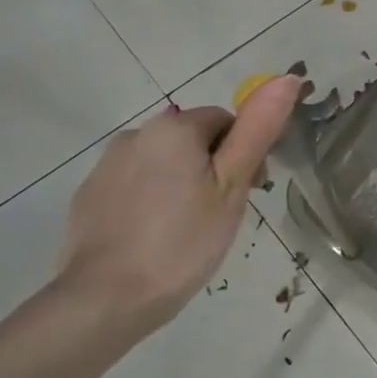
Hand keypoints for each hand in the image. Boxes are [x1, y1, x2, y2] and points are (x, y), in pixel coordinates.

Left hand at [56, 76, 301, 331]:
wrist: (105, 299)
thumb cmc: (182, 241)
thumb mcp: (231, 186)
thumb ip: (257, 131)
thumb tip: (287, 78)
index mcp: (174, 128)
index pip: (225, 121)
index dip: (245, 153)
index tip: (251, 193)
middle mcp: (136, 134)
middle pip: (192, 140)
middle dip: (213, 168)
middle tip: (223, 215)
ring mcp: (106, 165)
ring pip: (162, 163)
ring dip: (182, 183)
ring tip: (190, 230)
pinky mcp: (89, 196)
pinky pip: (134, 186)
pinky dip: (151, 201)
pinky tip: (156, 238)